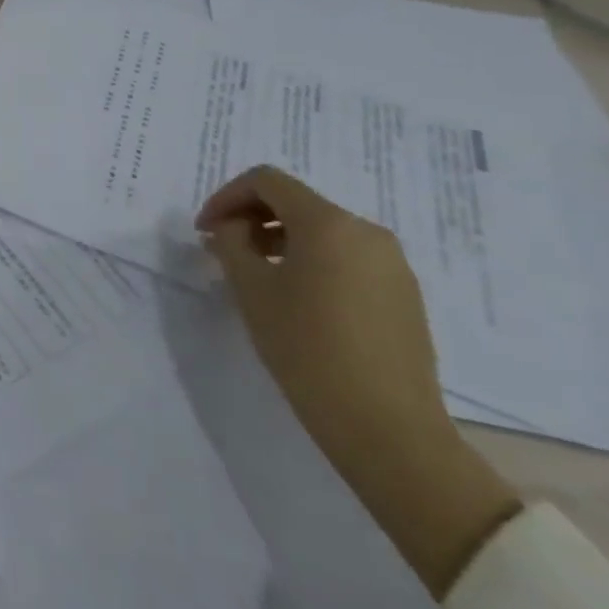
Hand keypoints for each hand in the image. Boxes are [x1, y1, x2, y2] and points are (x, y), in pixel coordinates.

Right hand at [197, 166, 519, 597]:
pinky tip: (295, 299)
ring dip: (279, 240)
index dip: (226, 196)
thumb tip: (230, 227)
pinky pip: (347, 258)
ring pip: (322, 231)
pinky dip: (311, 262)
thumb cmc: (306, 348)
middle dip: (252, 218)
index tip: (204, 230)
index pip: (267, 181)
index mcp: (329, 224)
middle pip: (296, 202)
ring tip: (255, 276)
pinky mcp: (403, 295)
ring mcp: (392, 264)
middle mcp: (366, 233)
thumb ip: (231, 244)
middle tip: (223, 250)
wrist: (386, 426)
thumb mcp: (251, 289)